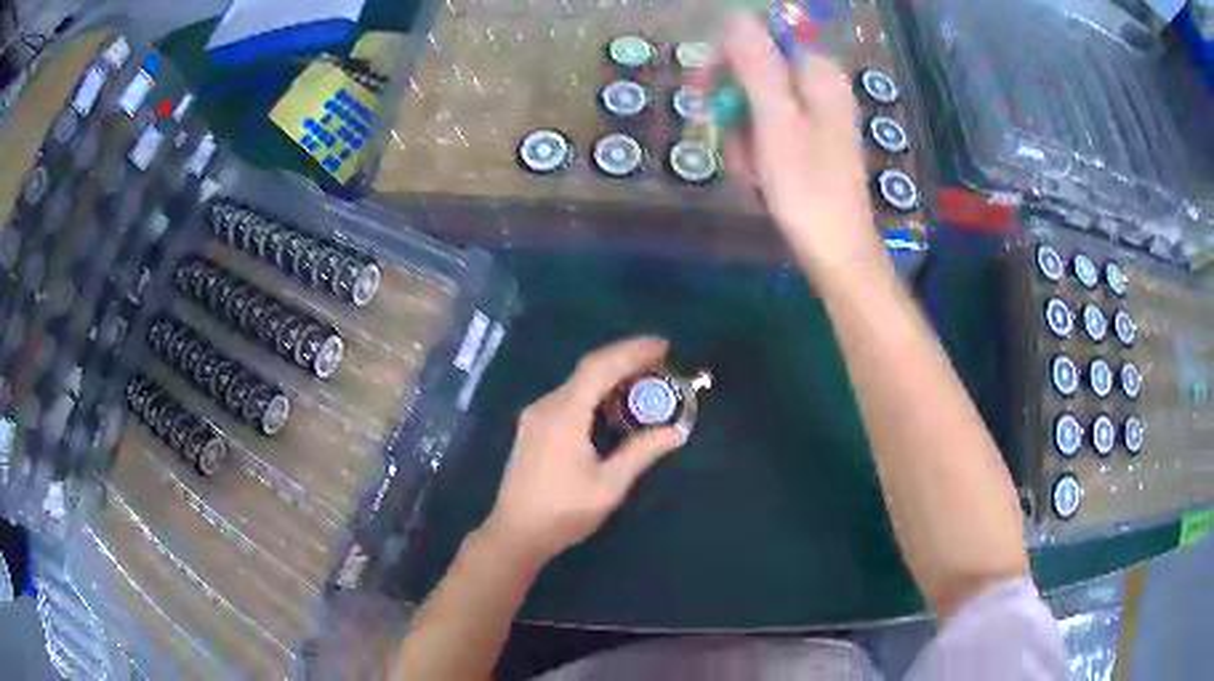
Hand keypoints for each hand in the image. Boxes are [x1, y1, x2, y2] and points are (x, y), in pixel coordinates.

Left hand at [480, 337, 683, 566]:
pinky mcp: (535, 427)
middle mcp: (547, 406)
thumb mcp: (609, 485)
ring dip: (611, 374)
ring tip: (646, 377)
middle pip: (588, 369)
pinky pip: (569, 396)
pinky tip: (615, 401)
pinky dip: (596, 390)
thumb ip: (641, 453)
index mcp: (564, 415)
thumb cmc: (563, 512)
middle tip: (662, 360)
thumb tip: (676, 431)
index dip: (632, 351)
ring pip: (578, 381)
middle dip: (625, 359)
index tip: (664, 346)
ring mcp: (537, 415)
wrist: (516, 533)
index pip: (600, 367)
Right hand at [720, 14, 885, 280]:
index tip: (705, 94)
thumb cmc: (805, 187)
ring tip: (751, 169)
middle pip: (755, 71)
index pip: (757, 40)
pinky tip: (759, 176)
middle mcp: (820, 85)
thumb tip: (736, 16)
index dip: (726, 62)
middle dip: (733, 106)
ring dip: (741, 134)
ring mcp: (816, 114)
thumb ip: (756, 64)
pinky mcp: (810, 139)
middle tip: (728, 139)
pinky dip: (756, 149)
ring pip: (756, 103)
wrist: (835, 251)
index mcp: (817, 73)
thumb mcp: (775, 120)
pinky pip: (769, 127)